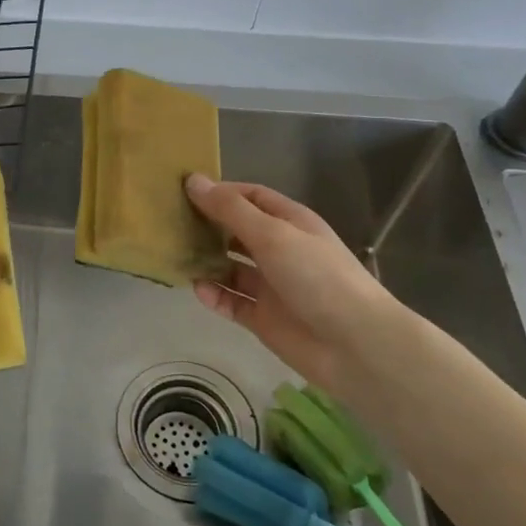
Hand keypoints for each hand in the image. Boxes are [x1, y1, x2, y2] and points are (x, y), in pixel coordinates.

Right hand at [184, 173, 401, 390]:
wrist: (355, 344)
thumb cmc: (317, 276)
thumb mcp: (273, 234)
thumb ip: (230, 210)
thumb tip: (193, 180)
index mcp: (290, 222)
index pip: (250, 197)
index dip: (220, 192)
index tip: (184, 191)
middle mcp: (280, 250)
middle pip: (237, 231)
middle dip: (207, 226)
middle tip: (170, 222)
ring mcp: (271, 285)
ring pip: (230, 267)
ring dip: (206, 261)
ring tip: (176, 255)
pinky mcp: (263, 317)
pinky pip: (231, 301)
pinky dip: (214, 295)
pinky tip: (197, 289)